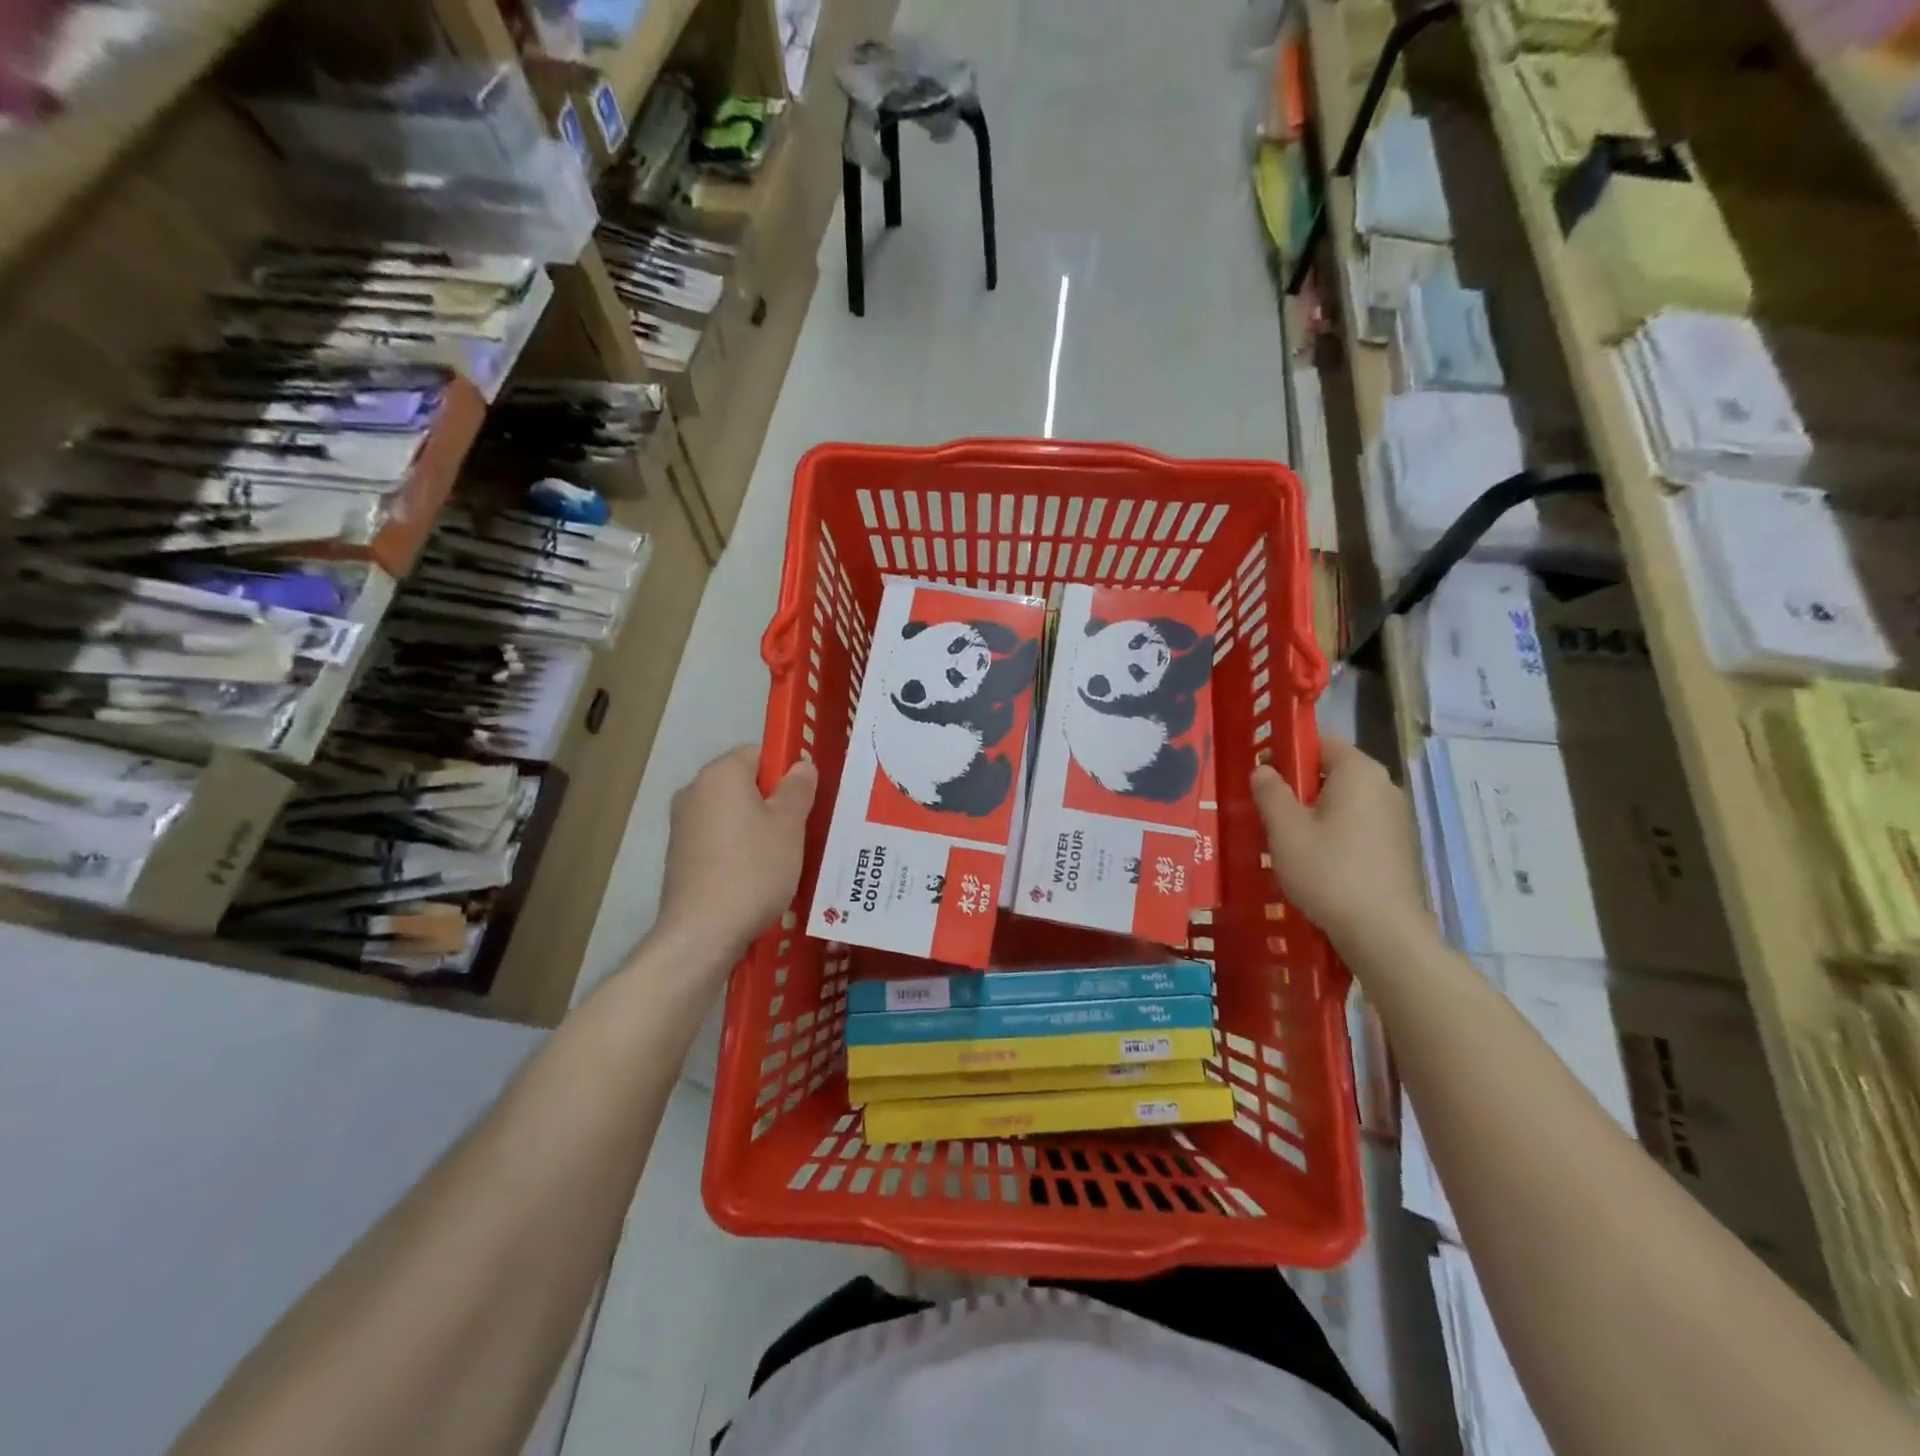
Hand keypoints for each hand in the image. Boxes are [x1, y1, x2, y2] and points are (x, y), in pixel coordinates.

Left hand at [656, 746, 816, 960]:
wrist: (703, 932)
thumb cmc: (754, 869)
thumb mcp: (790, 825)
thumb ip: (798, 789)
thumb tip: (801, 766)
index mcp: (720, 774)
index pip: (759, 754)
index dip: (787, 773)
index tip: (806, 802)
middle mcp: (694, 791)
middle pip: (745, 784)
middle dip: (774, 803)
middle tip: (801, 831)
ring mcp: (682, 826)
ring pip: (733, 814)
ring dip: (758, 829)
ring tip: (782, 859)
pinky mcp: (679, 857)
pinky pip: (719, 840)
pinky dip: (739, 850)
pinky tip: (756, 878)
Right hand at [1250, 738, 1429, 948]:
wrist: (1383, 933)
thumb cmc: (1329, 872)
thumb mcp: (1286, 830)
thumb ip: (1270, 792)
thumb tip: (1262, 769)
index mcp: (1358, 772)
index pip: (1319, 742)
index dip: (1286, 751)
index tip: (1260, 773)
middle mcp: (1383, 786)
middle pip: (1331, 771)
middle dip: (1297, 785)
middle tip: (1265, 808)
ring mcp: (1394, 817)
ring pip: (1343, 800)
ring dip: (1313, 811)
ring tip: (1283, 836)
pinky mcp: (1397, 845)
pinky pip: (1356, 823)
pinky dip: (1333, 831)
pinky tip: (1312, 858)